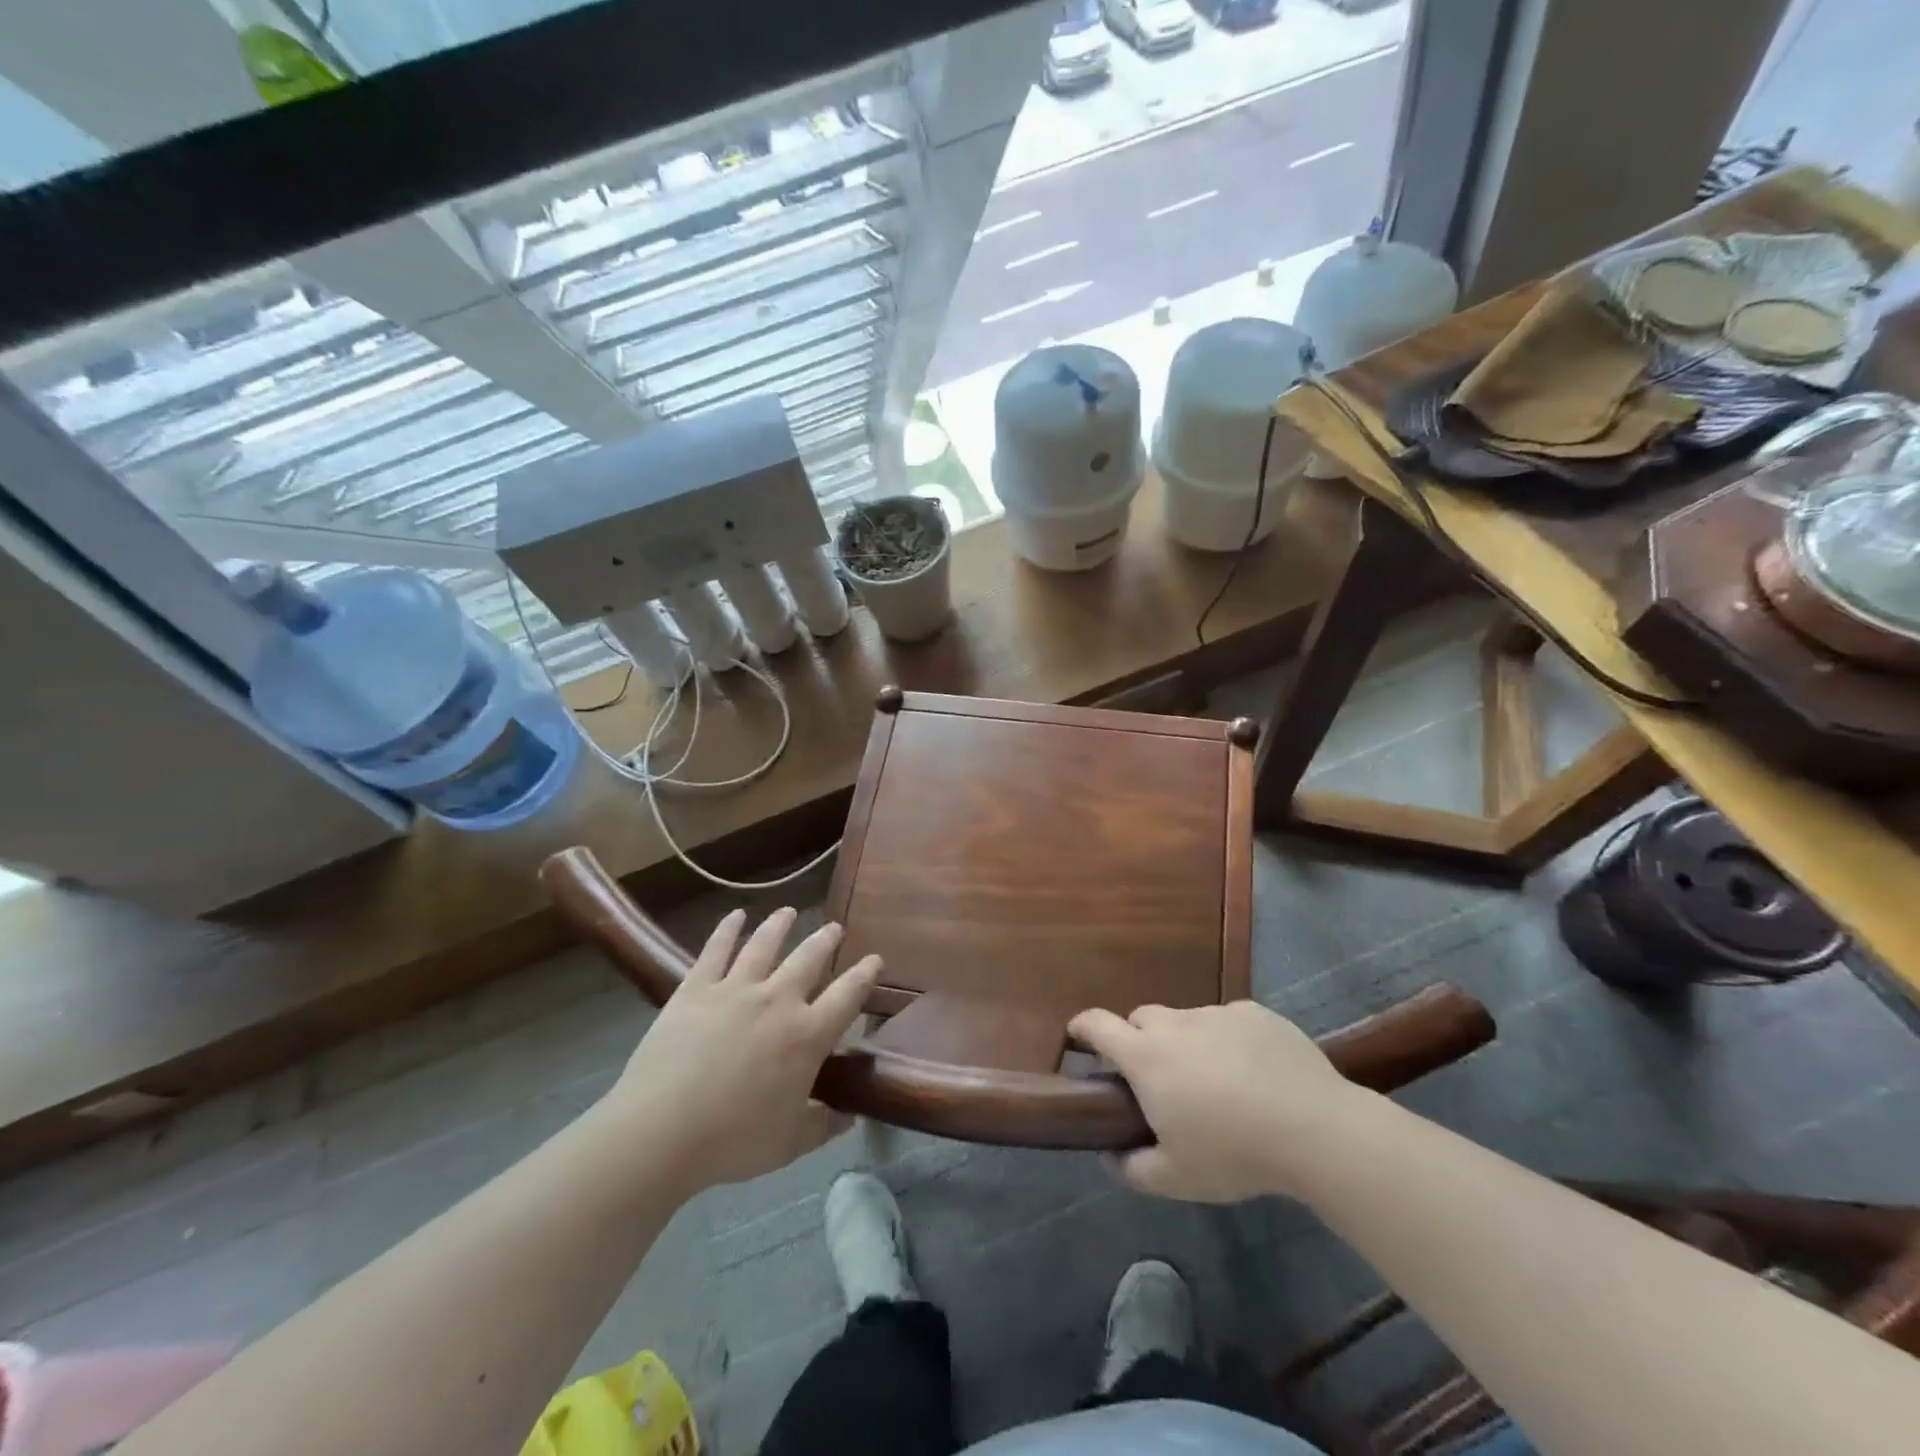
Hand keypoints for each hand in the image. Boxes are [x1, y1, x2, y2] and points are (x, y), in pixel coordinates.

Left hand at [605, 908, 880, 1194]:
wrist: (661, 1131)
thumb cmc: (732, 1141)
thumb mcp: (789, 1144)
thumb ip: (823, 1126)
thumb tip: (848, 1116)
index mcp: (807, 1035)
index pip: (848, 995)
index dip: (865, 974)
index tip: (875, 959)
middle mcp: (778, 1000)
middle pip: (809, 958)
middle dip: (825, 940)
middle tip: (834, 928)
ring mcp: (735, 989)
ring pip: (764, 944)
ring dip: (780, 925)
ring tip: (788, 911)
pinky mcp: (696, 988)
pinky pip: (716, 949)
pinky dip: (728, 929)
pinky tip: (735, 916)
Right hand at [1068, 1001, 1364, 1202]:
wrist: (1315, 1129)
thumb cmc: (1233, 1153)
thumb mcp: (1175, 1178)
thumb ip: (1132, 1167)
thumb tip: (1110, 1155)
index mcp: (1145, 1056)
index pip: (1097, 1024)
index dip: (1081, 1028)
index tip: (1078, 1039)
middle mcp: (1174, 1024)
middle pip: (1141, 1019)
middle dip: (1138, 1041)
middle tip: (1157, 1079)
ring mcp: (1216, 1014)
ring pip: (1186, 1021)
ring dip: (1185, 1043)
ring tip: (1214, 1082)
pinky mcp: (1254, 1013)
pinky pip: (1227, 1021)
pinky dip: (1227, 1040)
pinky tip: (1254, 1073)